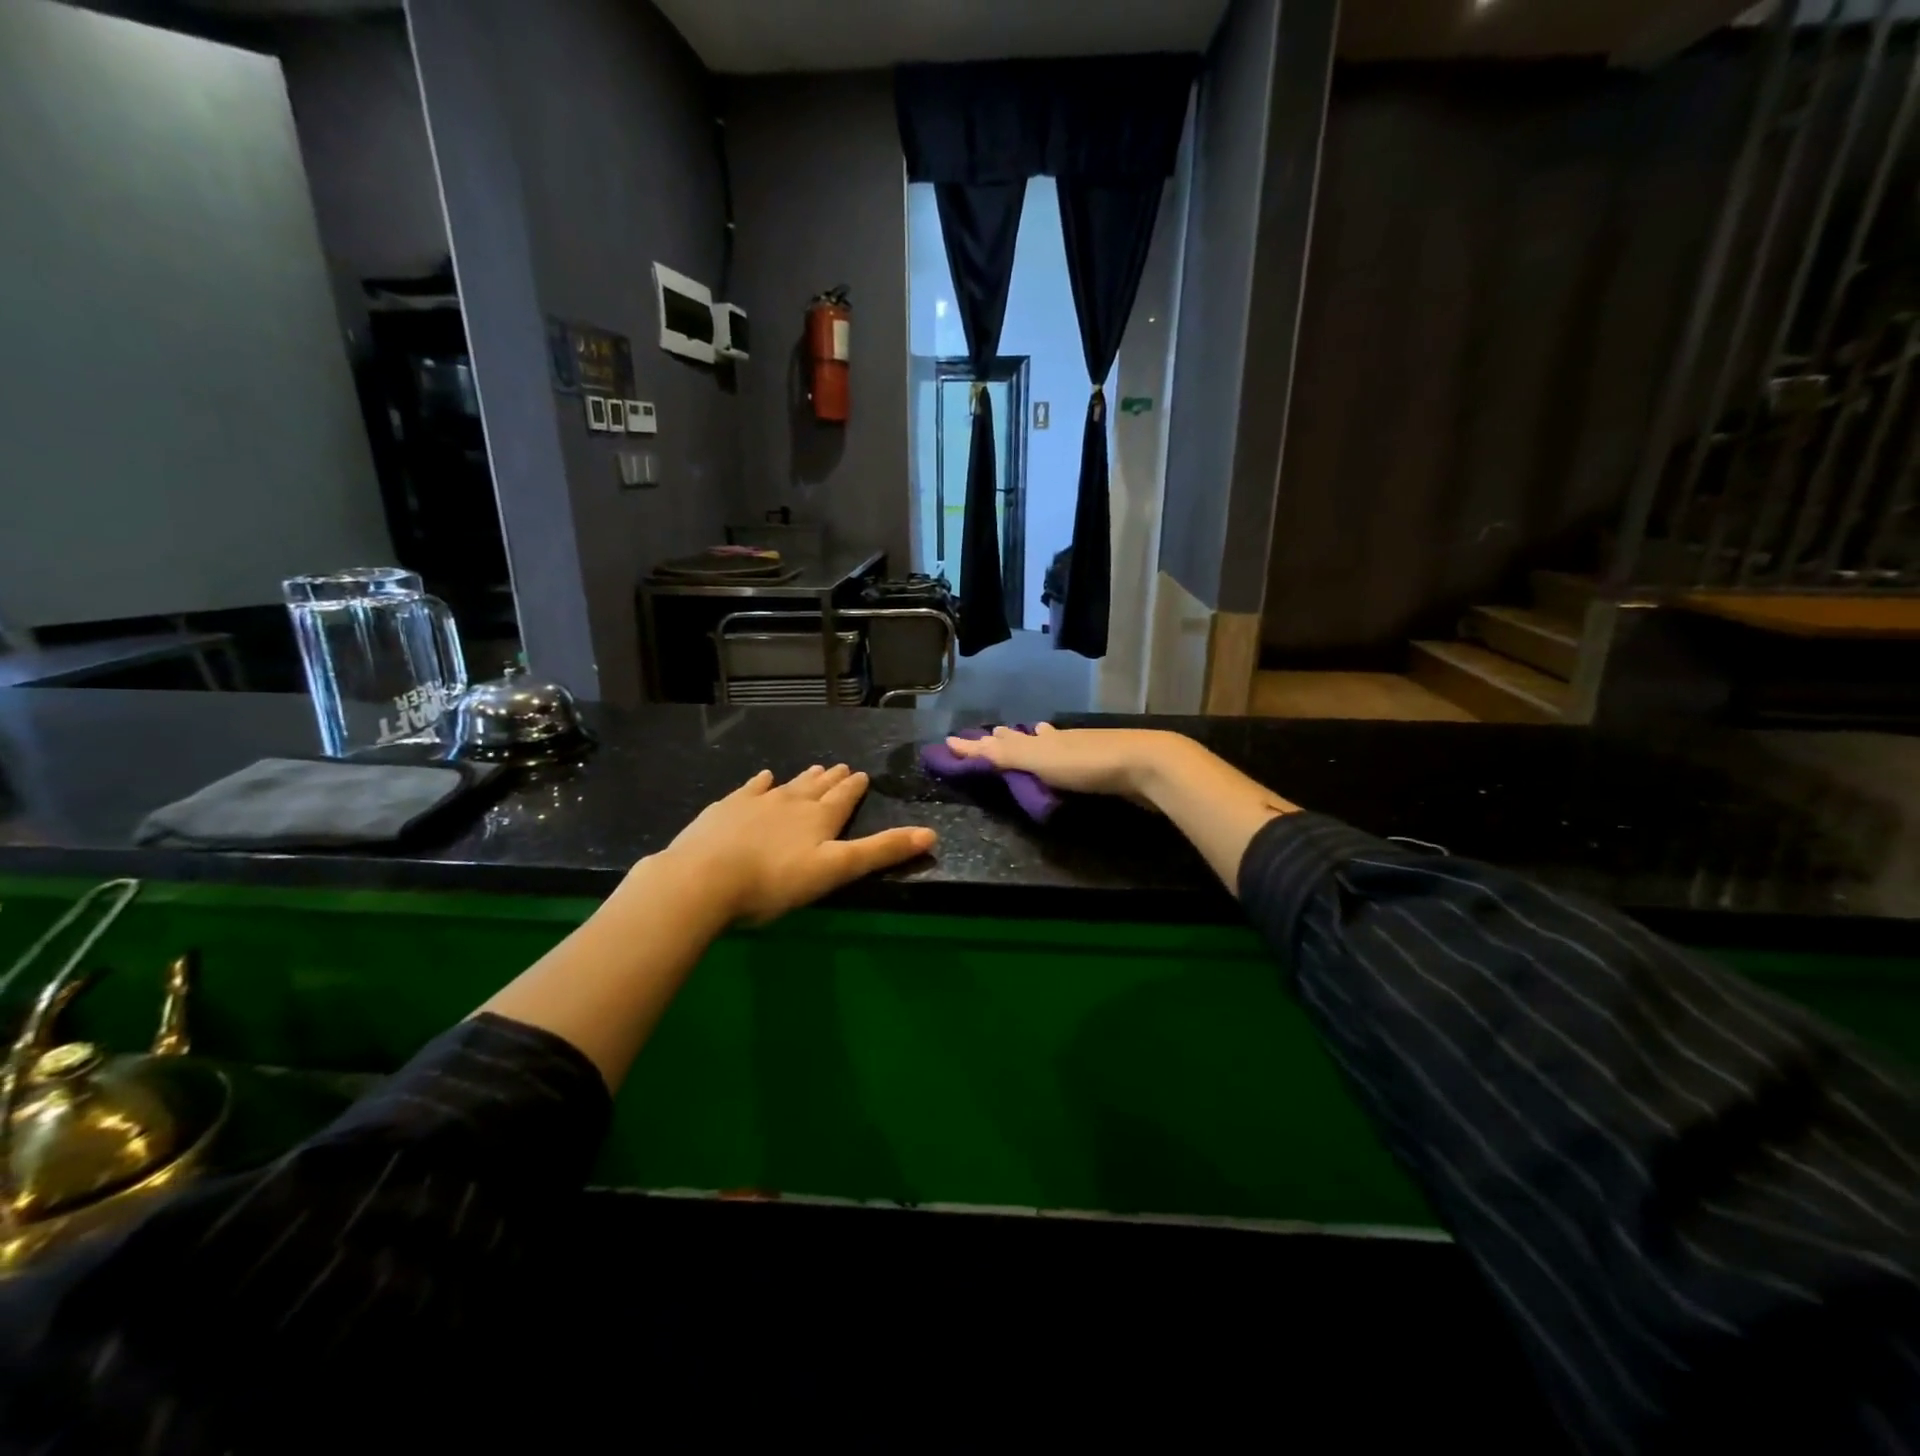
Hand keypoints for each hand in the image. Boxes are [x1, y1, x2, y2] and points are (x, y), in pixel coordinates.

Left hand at [657, 765, 935, 924]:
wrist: (705, 878)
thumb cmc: (775, 882)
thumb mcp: (836, 870)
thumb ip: (881, 851)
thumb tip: (932, 833)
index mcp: (819, 819)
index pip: (843, 799)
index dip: (854, 788)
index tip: (862, 775)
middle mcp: (791, 803)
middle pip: (817, 788)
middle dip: (832, 779)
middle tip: (842, 767)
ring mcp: (755, 803)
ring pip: (786, 785)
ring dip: (802, 778)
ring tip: (814, 768)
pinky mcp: (725, 809)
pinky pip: (749, 789)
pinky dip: (760, 782)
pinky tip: (763, 777)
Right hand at [941, 724, 1199, 801]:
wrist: (1147, 765)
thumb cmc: (1088, 764)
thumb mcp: (1040, 759)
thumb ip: (1005, 754)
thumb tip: (959, 742)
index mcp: (1041, 739)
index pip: (1001, 741)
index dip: (977, 744)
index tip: (954, 741)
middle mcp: (1059, 739)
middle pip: (1027, 737)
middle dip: (1008, 737)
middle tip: (992, 733)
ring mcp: (1083, 749)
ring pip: (1051, 743)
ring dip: (1035, 742)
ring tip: (1028, 734)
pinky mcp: (1104, 763)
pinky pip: (1070, 756)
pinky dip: (1060, 752)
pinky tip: (1067, 754)